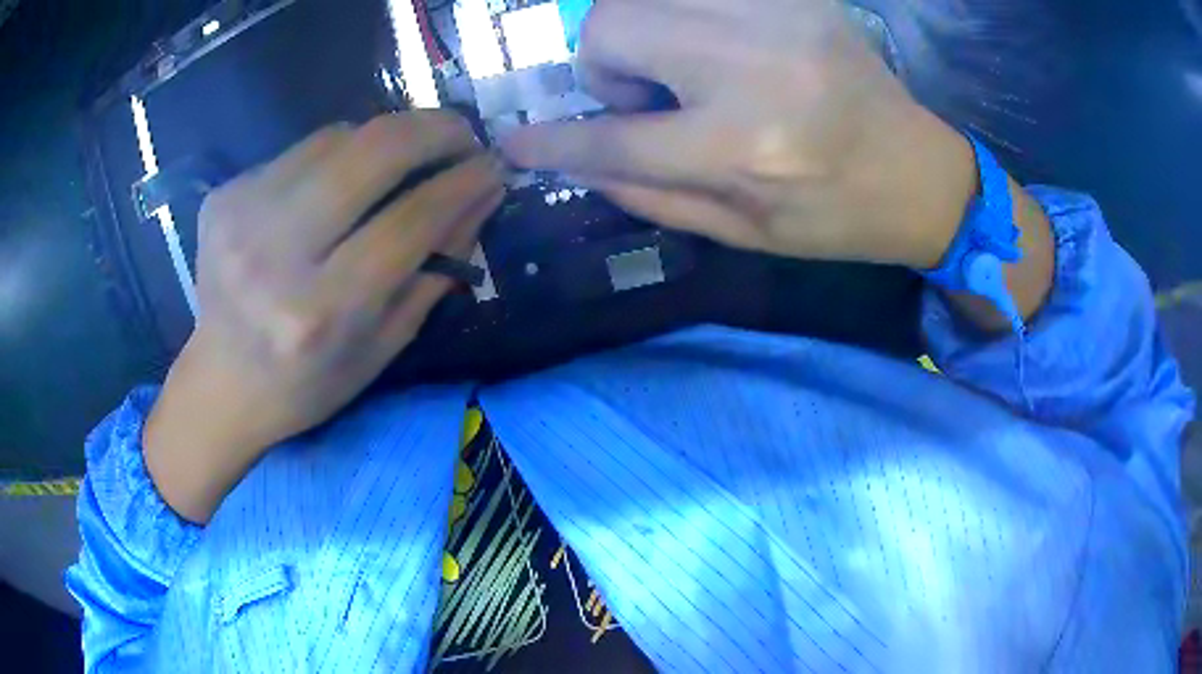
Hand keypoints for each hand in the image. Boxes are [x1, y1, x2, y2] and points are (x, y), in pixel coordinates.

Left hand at [144, 112, 505, 522]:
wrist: (222, 384)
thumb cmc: (310, 382)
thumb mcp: (385, 345)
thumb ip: (438, 268)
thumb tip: (483, 194)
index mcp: (320, 313)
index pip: (410, 221)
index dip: (462, 184)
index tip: (493, 166)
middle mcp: (273, 255)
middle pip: (371, 153)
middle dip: (434, 129)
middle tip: (463, 134)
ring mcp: (240, 216)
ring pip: (337, 137)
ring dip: (386, 138)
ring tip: (407, 158)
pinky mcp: (223, 196)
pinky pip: (301, 151)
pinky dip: (337, 155)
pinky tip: (341, 183)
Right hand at [501, 0, 978, 268]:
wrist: (920, 172)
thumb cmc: (836, 216)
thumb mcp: (743, 233)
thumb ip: (649, 194)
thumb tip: (573, 161)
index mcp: (744, 147)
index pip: (613, 136)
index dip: (553, 141)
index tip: (514, 142)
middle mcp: (752, 67)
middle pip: (611, 28)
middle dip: (604, 66)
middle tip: (646, 98)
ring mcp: (776, 17)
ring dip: (638, 34)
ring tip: (682, 71)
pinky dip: (680, 16)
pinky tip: (715, 48)